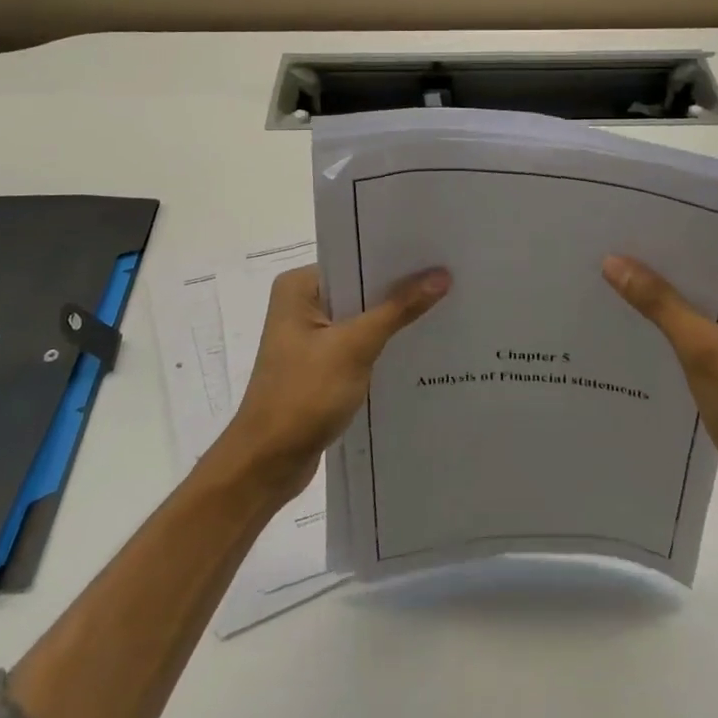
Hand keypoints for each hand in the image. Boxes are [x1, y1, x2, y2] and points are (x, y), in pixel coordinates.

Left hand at [214, 264, 450, 498]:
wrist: (267, 464)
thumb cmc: (303, 395)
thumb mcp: (355, 347)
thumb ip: (398, 309)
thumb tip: (441, 274)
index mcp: (299, 287)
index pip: (355, 259)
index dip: (395, 258)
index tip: (437, 253)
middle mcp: (302, 303)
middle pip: (360, 287)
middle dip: (400, 288)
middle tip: (450, 277)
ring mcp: (310, 336)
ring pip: (362, 317)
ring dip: (394, 318)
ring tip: (445, 306)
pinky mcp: (320, 364)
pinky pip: (359, 342)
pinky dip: (383, 344)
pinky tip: (419, 343)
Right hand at [602, 257, 717, 500]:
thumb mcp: (702, 350)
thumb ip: (659, 302)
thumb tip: (612, 260)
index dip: (677, 244)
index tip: (631, 231)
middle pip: (715, 276)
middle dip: (671, 272)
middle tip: (616, 252)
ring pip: (711, 302)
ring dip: (674, 300)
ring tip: (619, 279)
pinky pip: (712, 325)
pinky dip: (684, 325)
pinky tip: (643, 319)